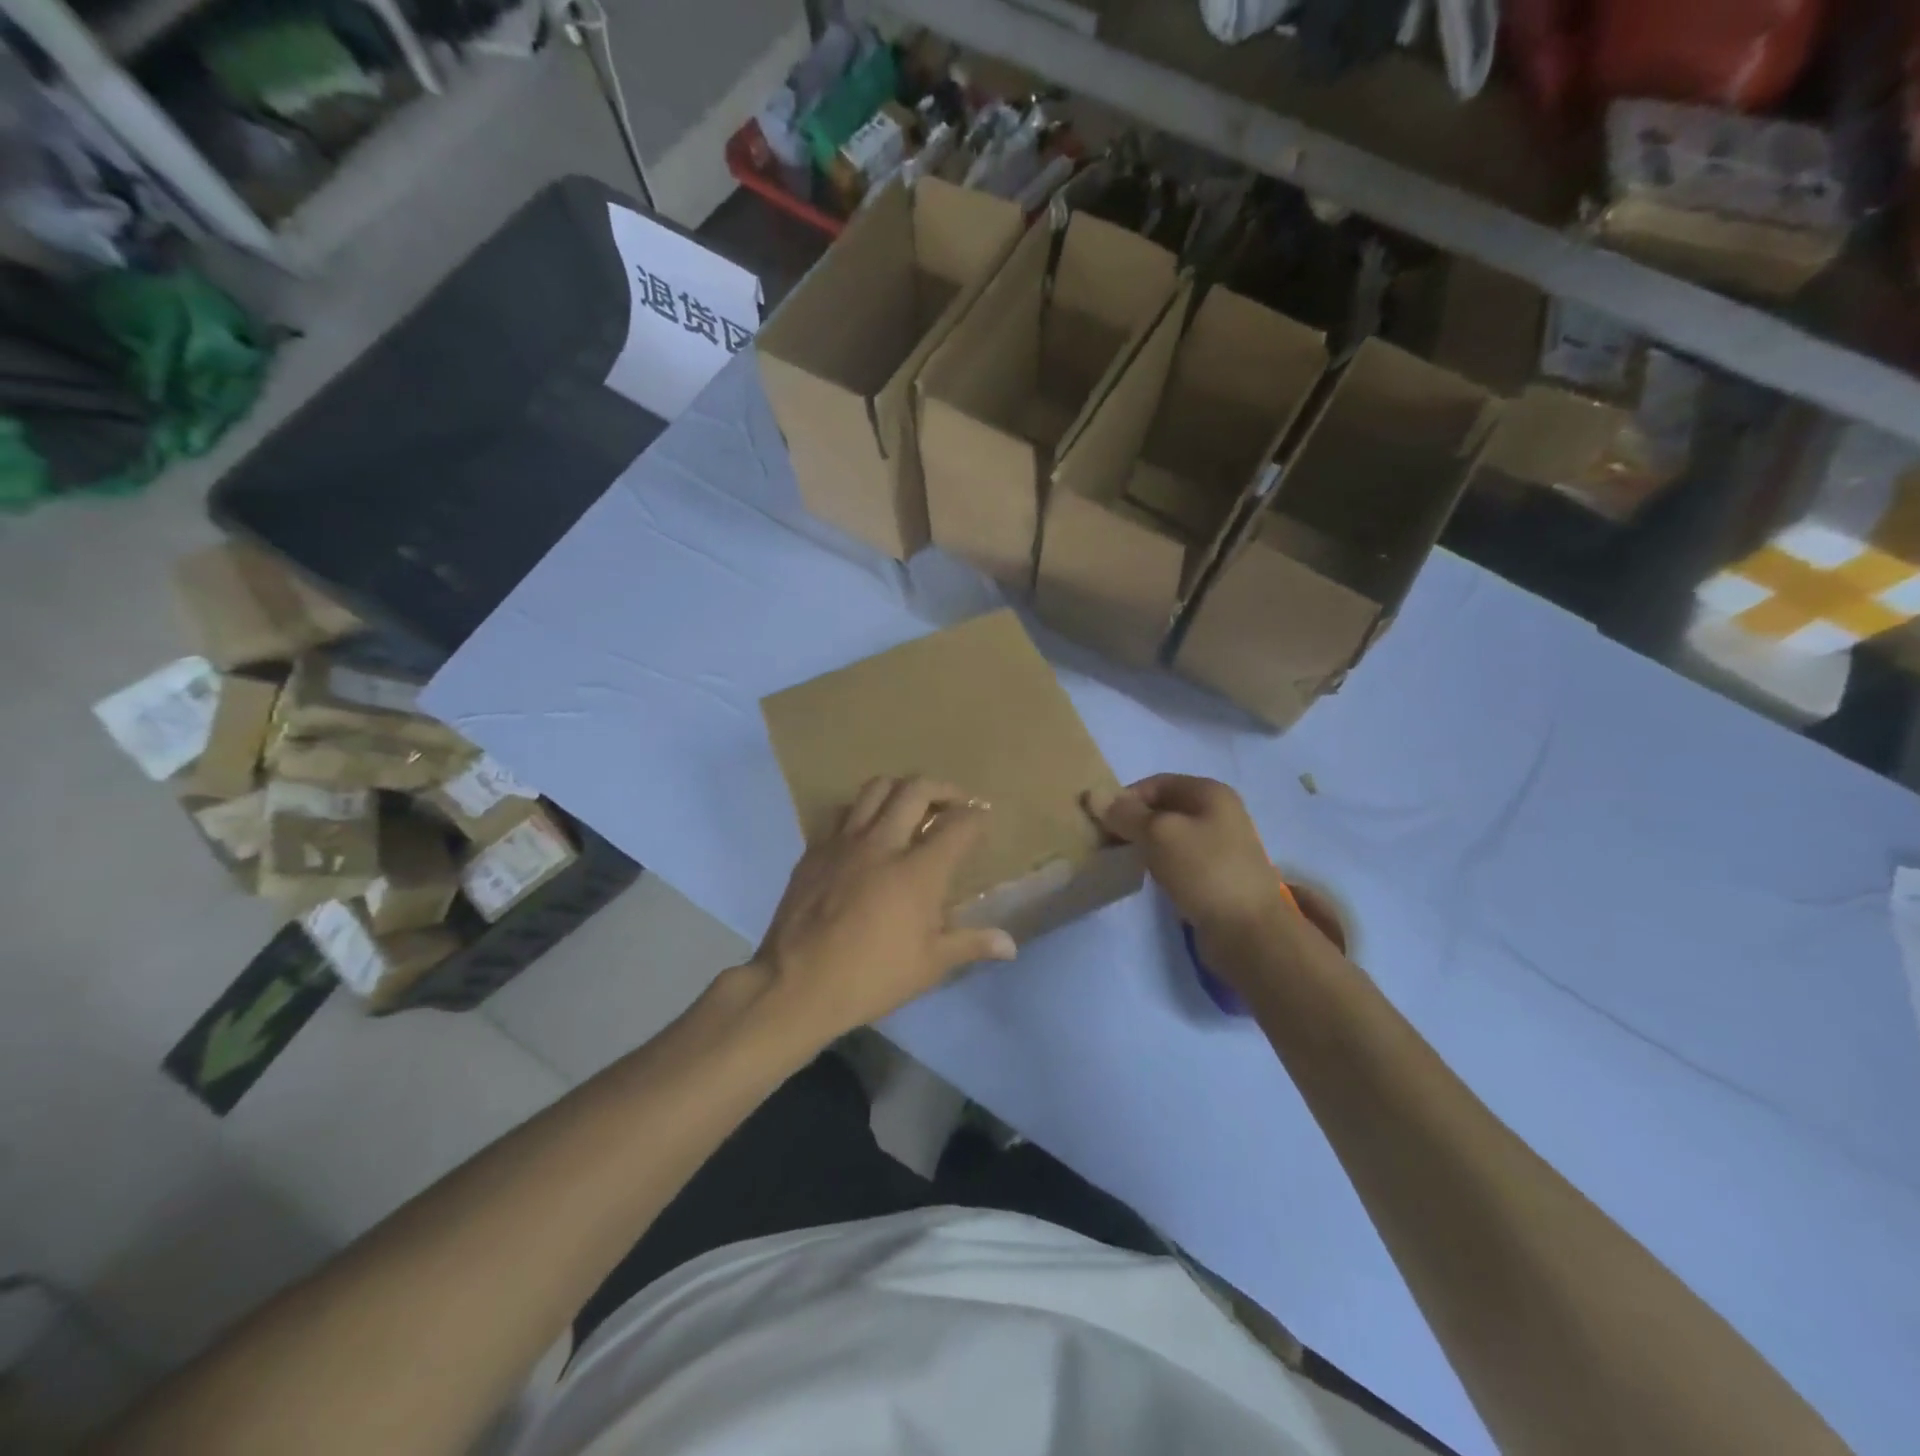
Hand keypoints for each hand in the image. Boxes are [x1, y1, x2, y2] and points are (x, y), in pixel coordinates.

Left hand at [752, 776, 1016, 1041]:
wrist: (795, 984)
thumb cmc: (871, 977)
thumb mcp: (929, 966)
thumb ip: (971, 944)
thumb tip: (1010, 944)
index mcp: (918, 871)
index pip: (958, 825)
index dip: (976, 817)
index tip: (983, 818)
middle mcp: (883, 843)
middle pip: (916, 789)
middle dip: (943, 788)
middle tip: (953, 803)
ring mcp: (844, 842)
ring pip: (876, 789)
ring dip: (901, 790)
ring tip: (910, 806)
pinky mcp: (815, 850)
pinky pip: (843, 813)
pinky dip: (863, 811)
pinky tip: (867, 833)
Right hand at [1088, 774, 1293, 975]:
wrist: (1248, 931)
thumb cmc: (1204, 871)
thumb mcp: (1159, 834)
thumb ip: (1125, 814)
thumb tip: (1093, 794)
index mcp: (1210, 793)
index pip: (1156, 783)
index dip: (1125, 797)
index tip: (1100, 821)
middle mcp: (1218, 813)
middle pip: (1163, 808)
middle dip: (1132, 821)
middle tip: (1104, 842)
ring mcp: (1219, 846)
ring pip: (1169, 836)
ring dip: (1143, 844)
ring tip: (1120, 860)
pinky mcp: (1216, 875)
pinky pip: (1178, 860)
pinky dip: (1158, 863)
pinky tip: (1145, 877)